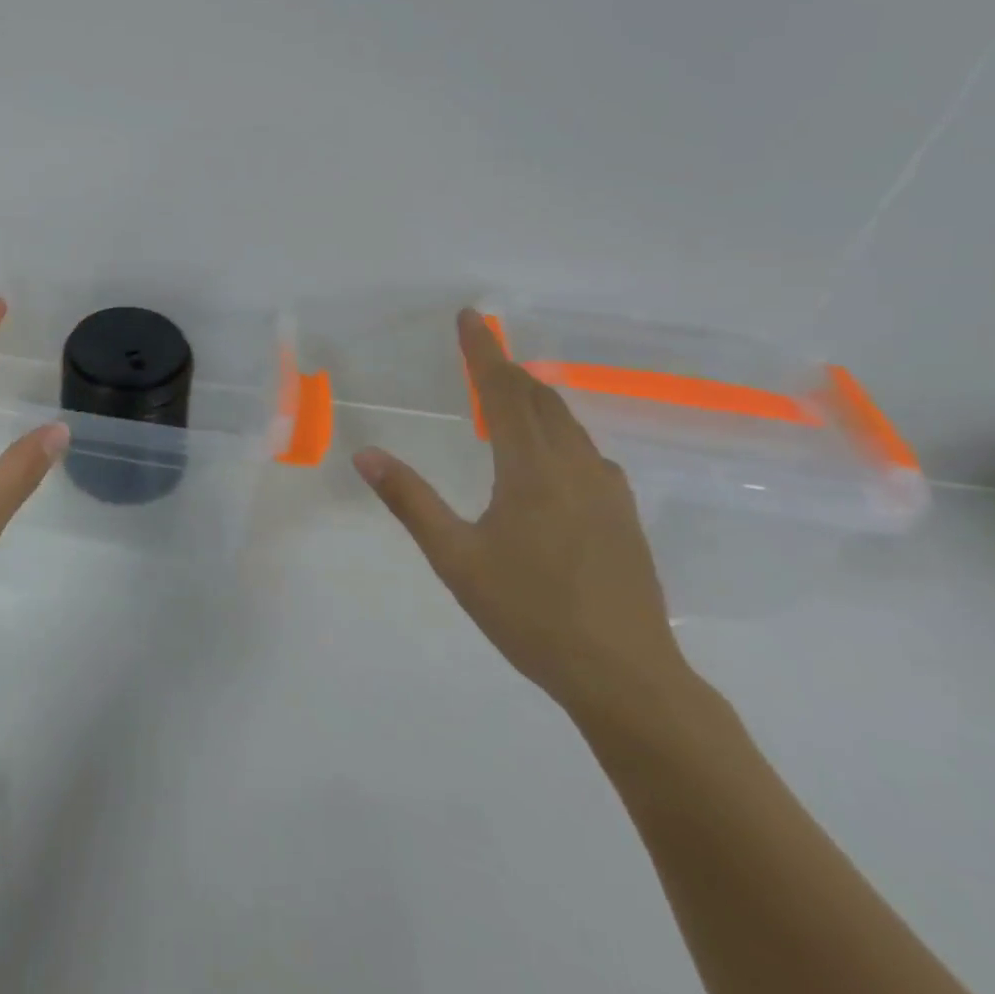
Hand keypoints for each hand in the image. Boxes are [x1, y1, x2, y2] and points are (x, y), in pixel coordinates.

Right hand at [355, 309, 687, 721]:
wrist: (627, 677)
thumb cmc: (531, 614)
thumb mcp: (456, 558)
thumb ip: (411, 501)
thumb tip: (366, 455)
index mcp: (533, 470)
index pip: (504, 392)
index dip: (484, 351)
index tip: (471, 316)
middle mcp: (576, 467)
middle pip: (541, 399)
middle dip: (507, 369)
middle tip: (480, 351)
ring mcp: (608, 491)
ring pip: (568, 424)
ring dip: (534, 399)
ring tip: (506, 396)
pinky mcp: (624, 516)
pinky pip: (585, 451)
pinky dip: (557, 432)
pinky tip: (549, 457)